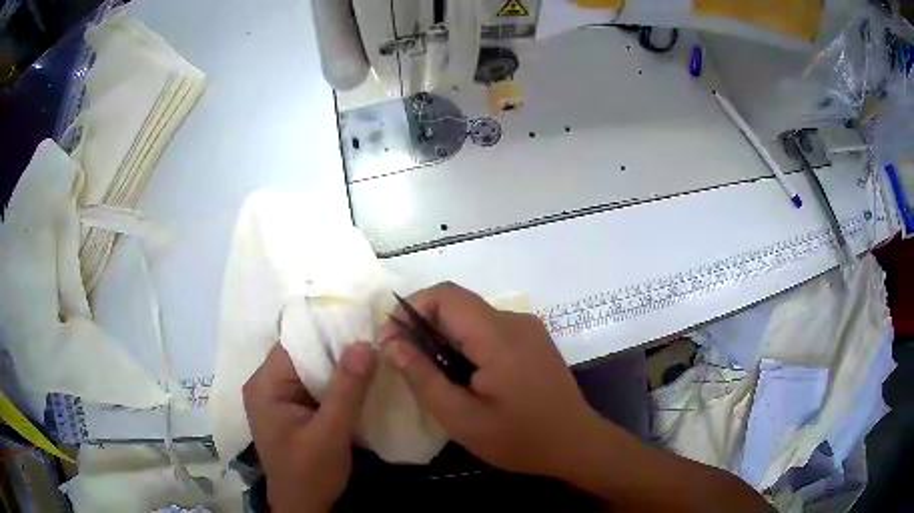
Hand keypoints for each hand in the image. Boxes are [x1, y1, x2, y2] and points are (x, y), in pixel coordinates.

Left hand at [243, 343, 376, 512]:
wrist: (303, 506)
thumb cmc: (310, 473)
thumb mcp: (330, 434)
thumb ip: (347, 390)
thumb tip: (365, 343)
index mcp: (265, 385)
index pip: (295, 344)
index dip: (327, 333)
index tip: (363, 326)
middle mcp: (266, 384)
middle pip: (303, 354)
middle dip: (337, 350)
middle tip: (374, 342)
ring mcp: (277, 397)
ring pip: (310, 369)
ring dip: (338, 367)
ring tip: (372, 357)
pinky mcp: (291, 408)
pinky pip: (313, 385)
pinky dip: (335, 383)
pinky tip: (358, 382)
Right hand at [378, 282, 604, 478]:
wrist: (576, 444)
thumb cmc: (519, 438)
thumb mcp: (461, 418)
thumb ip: (423, 377)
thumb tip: (391, 343)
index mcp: (498, 336)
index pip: (445, 295)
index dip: (411, 308)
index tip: (393, 340)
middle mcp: (515, 321)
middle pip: (458, 304)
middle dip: (425, 326)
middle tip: (409, 364)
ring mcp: (528, 328)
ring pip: (472, 317)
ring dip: (446, 337)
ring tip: (436, 376)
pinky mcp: (533, 339)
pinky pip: (490, 329)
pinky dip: (467, 343)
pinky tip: (467, 377)